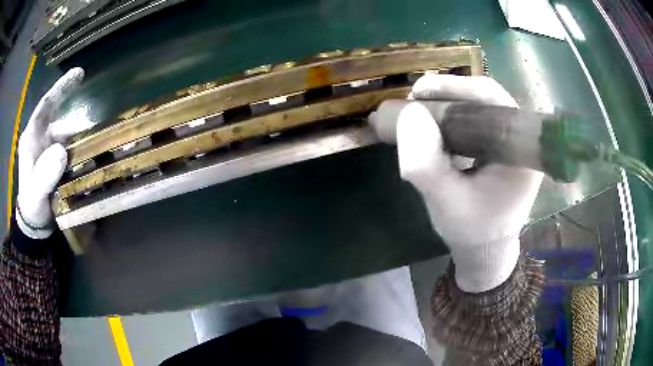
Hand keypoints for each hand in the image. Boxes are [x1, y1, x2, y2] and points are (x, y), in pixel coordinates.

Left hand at [16, 67, 91, 238]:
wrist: (35, 223)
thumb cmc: (32, 206)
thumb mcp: (36, 193)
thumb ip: (44, 175)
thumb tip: (61, 151)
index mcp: (32, 137)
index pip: (46, 105)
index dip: (61, 88)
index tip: (79, 74)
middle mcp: (41, 137)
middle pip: (60, 120)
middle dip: (77, 123)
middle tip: (95, 128)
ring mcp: (49, 148)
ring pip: (68, 136)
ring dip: (81, 141)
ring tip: (97, 152)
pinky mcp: (56, 158)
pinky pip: (71, 148)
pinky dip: (80, 151)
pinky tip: (90, 159)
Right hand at [370, 75, 542, 291]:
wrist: (485, 251)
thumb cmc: (472, 232)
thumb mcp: (445, 203)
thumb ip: (426, 164)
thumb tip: (409, 113)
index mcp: (522, 151)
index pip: (494, 100)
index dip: (457, 87)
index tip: (420, 91)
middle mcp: (522, 140)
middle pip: (487, 99)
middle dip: (449, 93)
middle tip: (416, 97)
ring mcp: (511, 143)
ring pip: (480, 107)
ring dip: (449, 103)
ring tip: (420, 107)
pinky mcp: (500, 148)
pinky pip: (477, 121)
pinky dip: (453, 117)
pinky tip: (434, 122)